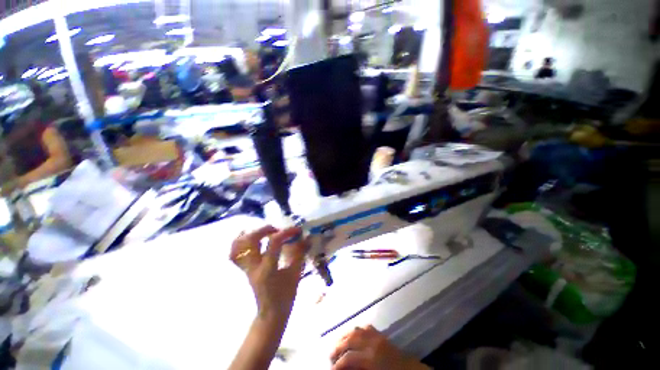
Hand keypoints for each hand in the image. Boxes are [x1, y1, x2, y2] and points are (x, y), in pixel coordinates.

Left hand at [230, 226, 306, 323]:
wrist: (271, 313)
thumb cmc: (286, 295)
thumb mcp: (296, 273)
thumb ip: (300, 253)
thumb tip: (306, 238)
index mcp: (268, 269)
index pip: (274, 242)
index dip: (286, 232)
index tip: (297, 230)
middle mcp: (253, 267)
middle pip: (251, 240)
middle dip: (265, 229)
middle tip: (277, 229)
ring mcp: (246, 268)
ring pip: (238, 246)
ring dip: (251, 234)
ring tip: (264, 232)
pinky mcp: (244, 269)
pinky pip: (235, 253)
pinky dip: (240, 243)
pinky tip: (251, 238)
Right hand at [330, 325, 429, 369]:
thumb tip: (344, 367)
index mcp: (371, 358)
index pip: (348, 358)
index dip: (338, 364)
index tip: (331, 368)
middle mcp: (372, 343)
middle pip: (350, 339)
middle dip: (338, 346)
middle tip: (330, 354)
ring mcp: (377, 336)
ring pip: (356, 330)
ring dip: (345, 336)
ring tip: (338, 343)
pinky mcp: (381, 334)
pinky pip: (365, 327)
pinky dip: (357, 330)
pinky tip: (352, 335)